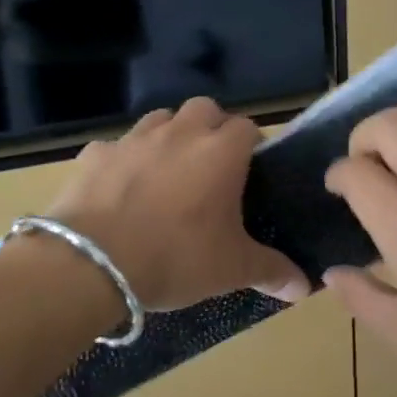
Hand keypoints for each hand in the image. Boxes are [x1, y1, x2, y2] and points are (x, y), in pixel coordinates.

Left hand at [46, 97, 308, 310]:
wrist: (91, 264)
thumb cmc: (175, 257)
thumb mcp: (231, 269)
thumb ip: (272, 271)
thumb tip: (305, 287)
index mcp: (221, 152)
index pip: (248, 127)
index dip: (252, 145)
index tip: (250, 171)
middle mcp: (180, 133)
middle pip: (204, 109)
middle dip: (211, 128)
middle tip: (210, 167)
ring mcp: (134, 139)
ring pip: (160, 119)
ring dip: (169, 136)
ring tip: (167, 172)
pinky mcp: (95, 154)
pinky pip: (116, 147)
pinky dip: (123, 160)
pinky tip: (120, 188)